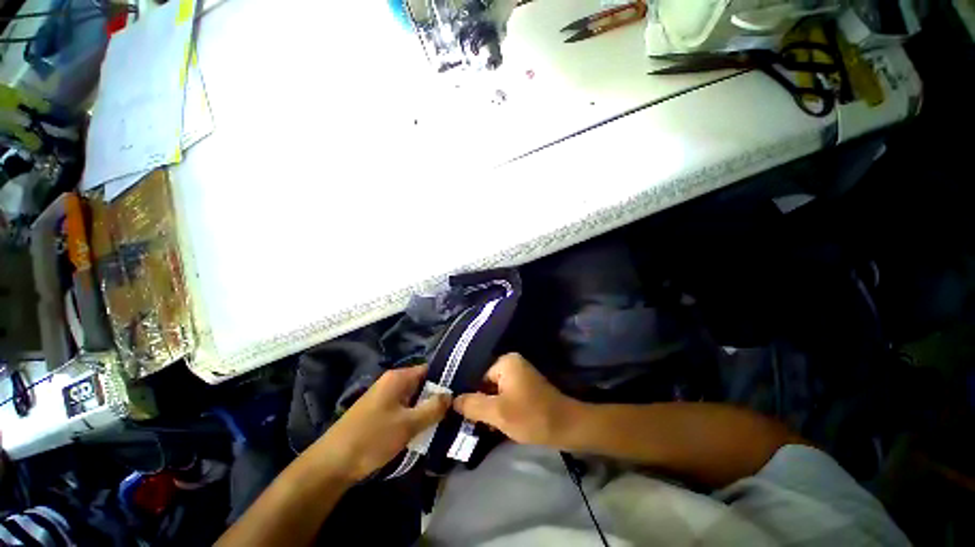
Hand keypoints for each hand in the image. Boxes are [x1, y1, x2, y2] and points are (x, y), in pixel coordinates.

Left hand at [314, 364, 449, 481]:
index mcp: (398, 377)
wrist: (331, 464)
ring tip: (445, 420)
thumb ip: (433, 408)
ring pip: (414, 398)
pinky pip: (404, 409)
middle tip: (455, 410)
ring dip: (426, 409)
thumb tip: (451, 395)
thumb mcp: (408, 424)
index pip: (429, 369)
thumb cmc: (372, 438)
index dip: (445, 379)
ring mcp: (384, 397)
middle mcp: (392, 382)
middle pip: (422, 384)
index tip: (460, 391)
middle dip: (437, 397)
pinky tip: (425, 430)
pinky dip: (414, 417)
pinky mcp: (380, 412)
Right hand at [453, 353, 580, 446]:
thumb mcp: (497, 412)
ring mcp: (521, 375)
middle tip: (483, 426)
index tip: (472, 419)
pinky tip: (503, 425)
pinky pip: (507, 396)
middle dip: (484, 406)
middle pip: (487, 386)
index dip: (474, 400)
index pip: (478, 379)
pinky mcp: (527, 387)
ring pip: (496, 393)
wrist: (567, 427)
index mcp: (505, 362)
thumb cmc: (531, 416)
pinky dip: (503, 410)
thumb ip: (473, 405)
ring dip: (493, 410)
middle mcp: (513, 363)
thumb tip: (453, 400)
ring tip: (492, 428)